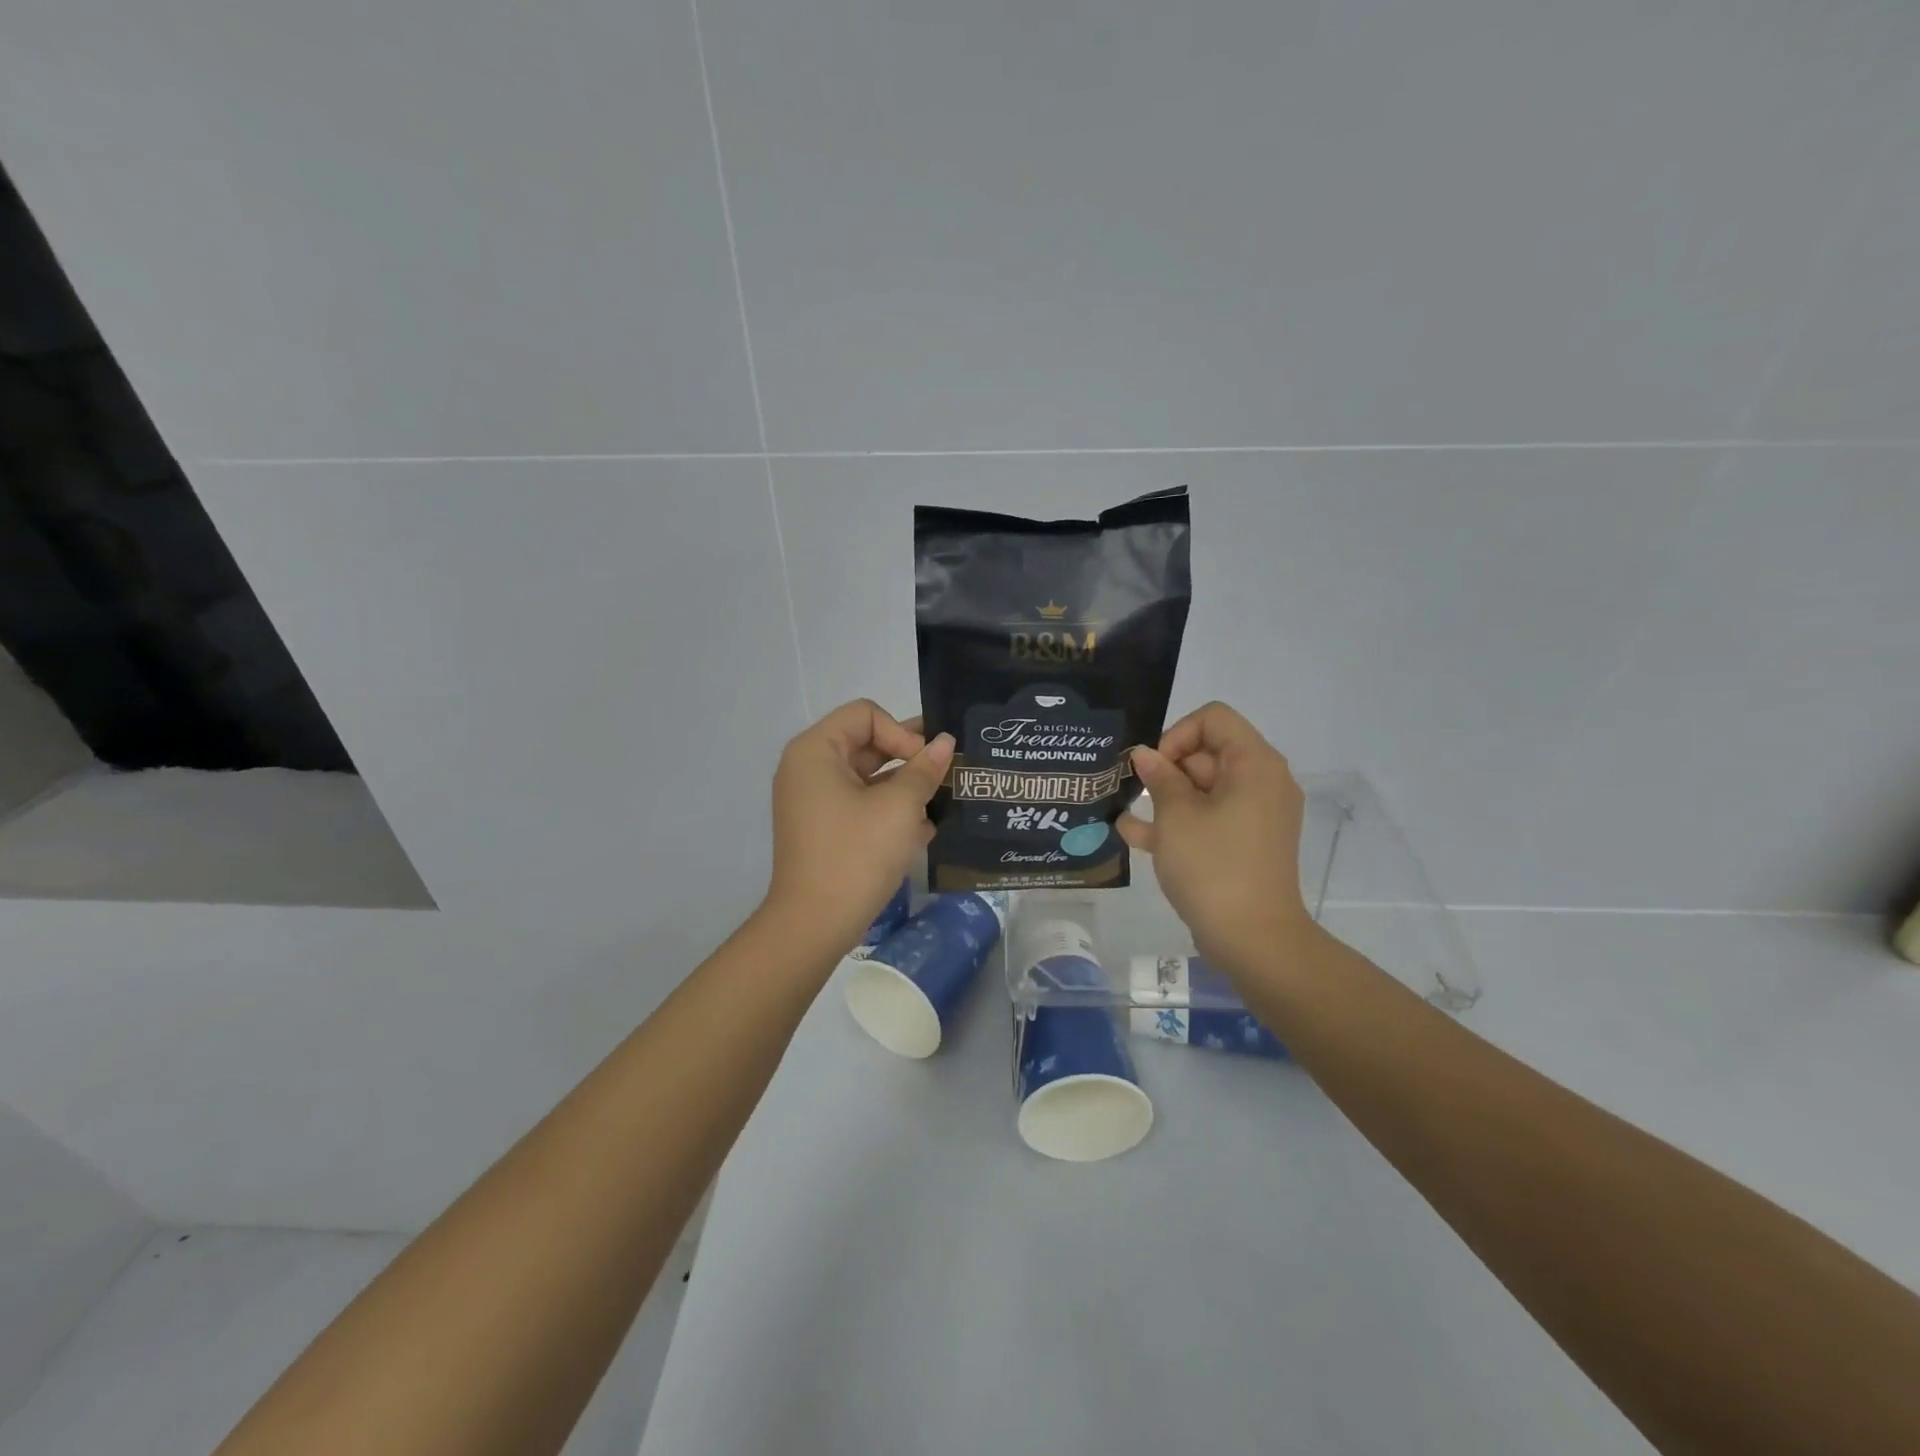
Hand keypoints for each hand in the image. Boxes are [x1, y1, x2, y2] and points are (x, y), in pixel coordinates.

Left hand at [763, 699, 953, 958]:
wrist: (815, 924)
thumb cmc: (856, 854)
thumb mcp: (899, 808)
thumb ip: (924, 769)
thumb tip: (945, 742)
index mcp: (816, 751)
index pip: (866, 715)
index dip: (901, 732)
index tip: (926, 765)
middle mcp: (809, 768)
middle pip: (867, 743)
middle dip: (909, 759)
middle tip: (946, 776)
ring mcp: (814, 800)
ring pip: (868, 777)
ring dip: (904, 787)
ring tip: (939, 805)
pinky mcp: (825, 828)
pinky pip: (861, 803)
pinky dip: (889, 810)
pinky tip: (922, 831)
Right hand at [1116, 702, 1312, 973]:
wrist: (1253, 940)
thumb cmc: (1213, 867)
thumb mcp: (1176, 817)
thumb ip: (1159, 778)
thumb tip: (1146, 756)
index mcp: (1254, 764)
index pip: (1214, 719)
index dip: (1177, 734)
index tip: (1154, 769)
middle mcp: (1262, 782)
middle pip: (1208, 753)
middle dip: (1167, 769)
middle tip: (1135, 794)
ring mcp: (1256, 815)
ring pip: (1204, 789)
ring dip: (1166, 797)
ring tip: (1127, 813)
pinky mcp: (1246, 843)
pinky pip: (1211, 818)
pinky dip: (1180, 822)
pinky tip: (1135, 834)